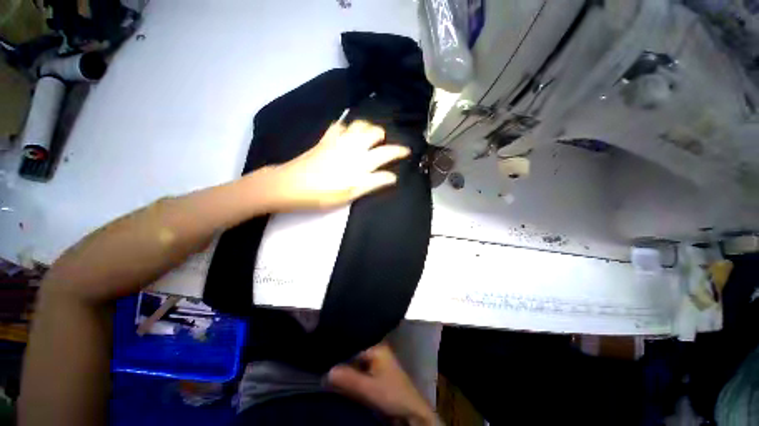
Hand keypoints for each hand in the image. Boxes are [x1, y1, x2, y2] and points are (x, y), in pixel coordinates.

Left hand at [264, 120, 410, 209]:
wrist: (291, 184)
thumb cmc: (321, 194)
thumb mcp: (349, 194)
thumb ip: (372, 183)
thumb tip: (392, 176)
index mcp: (361, 161)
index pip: (387, 152)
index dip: (399, 150)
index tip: (406, 151)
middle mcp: (352, 146)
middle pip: (374, 131)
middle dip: (381, 136)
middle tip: (382, 145)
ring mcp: (338, 139)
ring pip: (359, 123)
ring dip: (366, 127)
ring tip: (367, 136)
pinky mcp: (325, 139)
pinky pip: (339, 125)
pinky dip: (346, 126)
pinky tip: (346, 131)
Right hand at [327, 343, 436, 425]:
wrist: (410, 414)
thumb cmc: (392, 395)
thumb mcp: (366, 386)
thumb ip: (344, 377)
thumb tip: (325, 372)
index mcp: (377, 349)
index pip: (349, 344)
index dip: (332, 351)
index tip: (316, 356)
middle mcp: (376, 355)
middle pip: (348, 356)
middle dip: (335, 364)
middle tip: (316, 368)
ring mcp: (375, 369)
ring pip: (350, 368)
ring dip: (339, 374)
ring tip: (321, 375)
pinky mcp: (373, 382)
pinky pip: (354, 378)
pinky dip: (345, 382)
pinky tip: (332, 384)